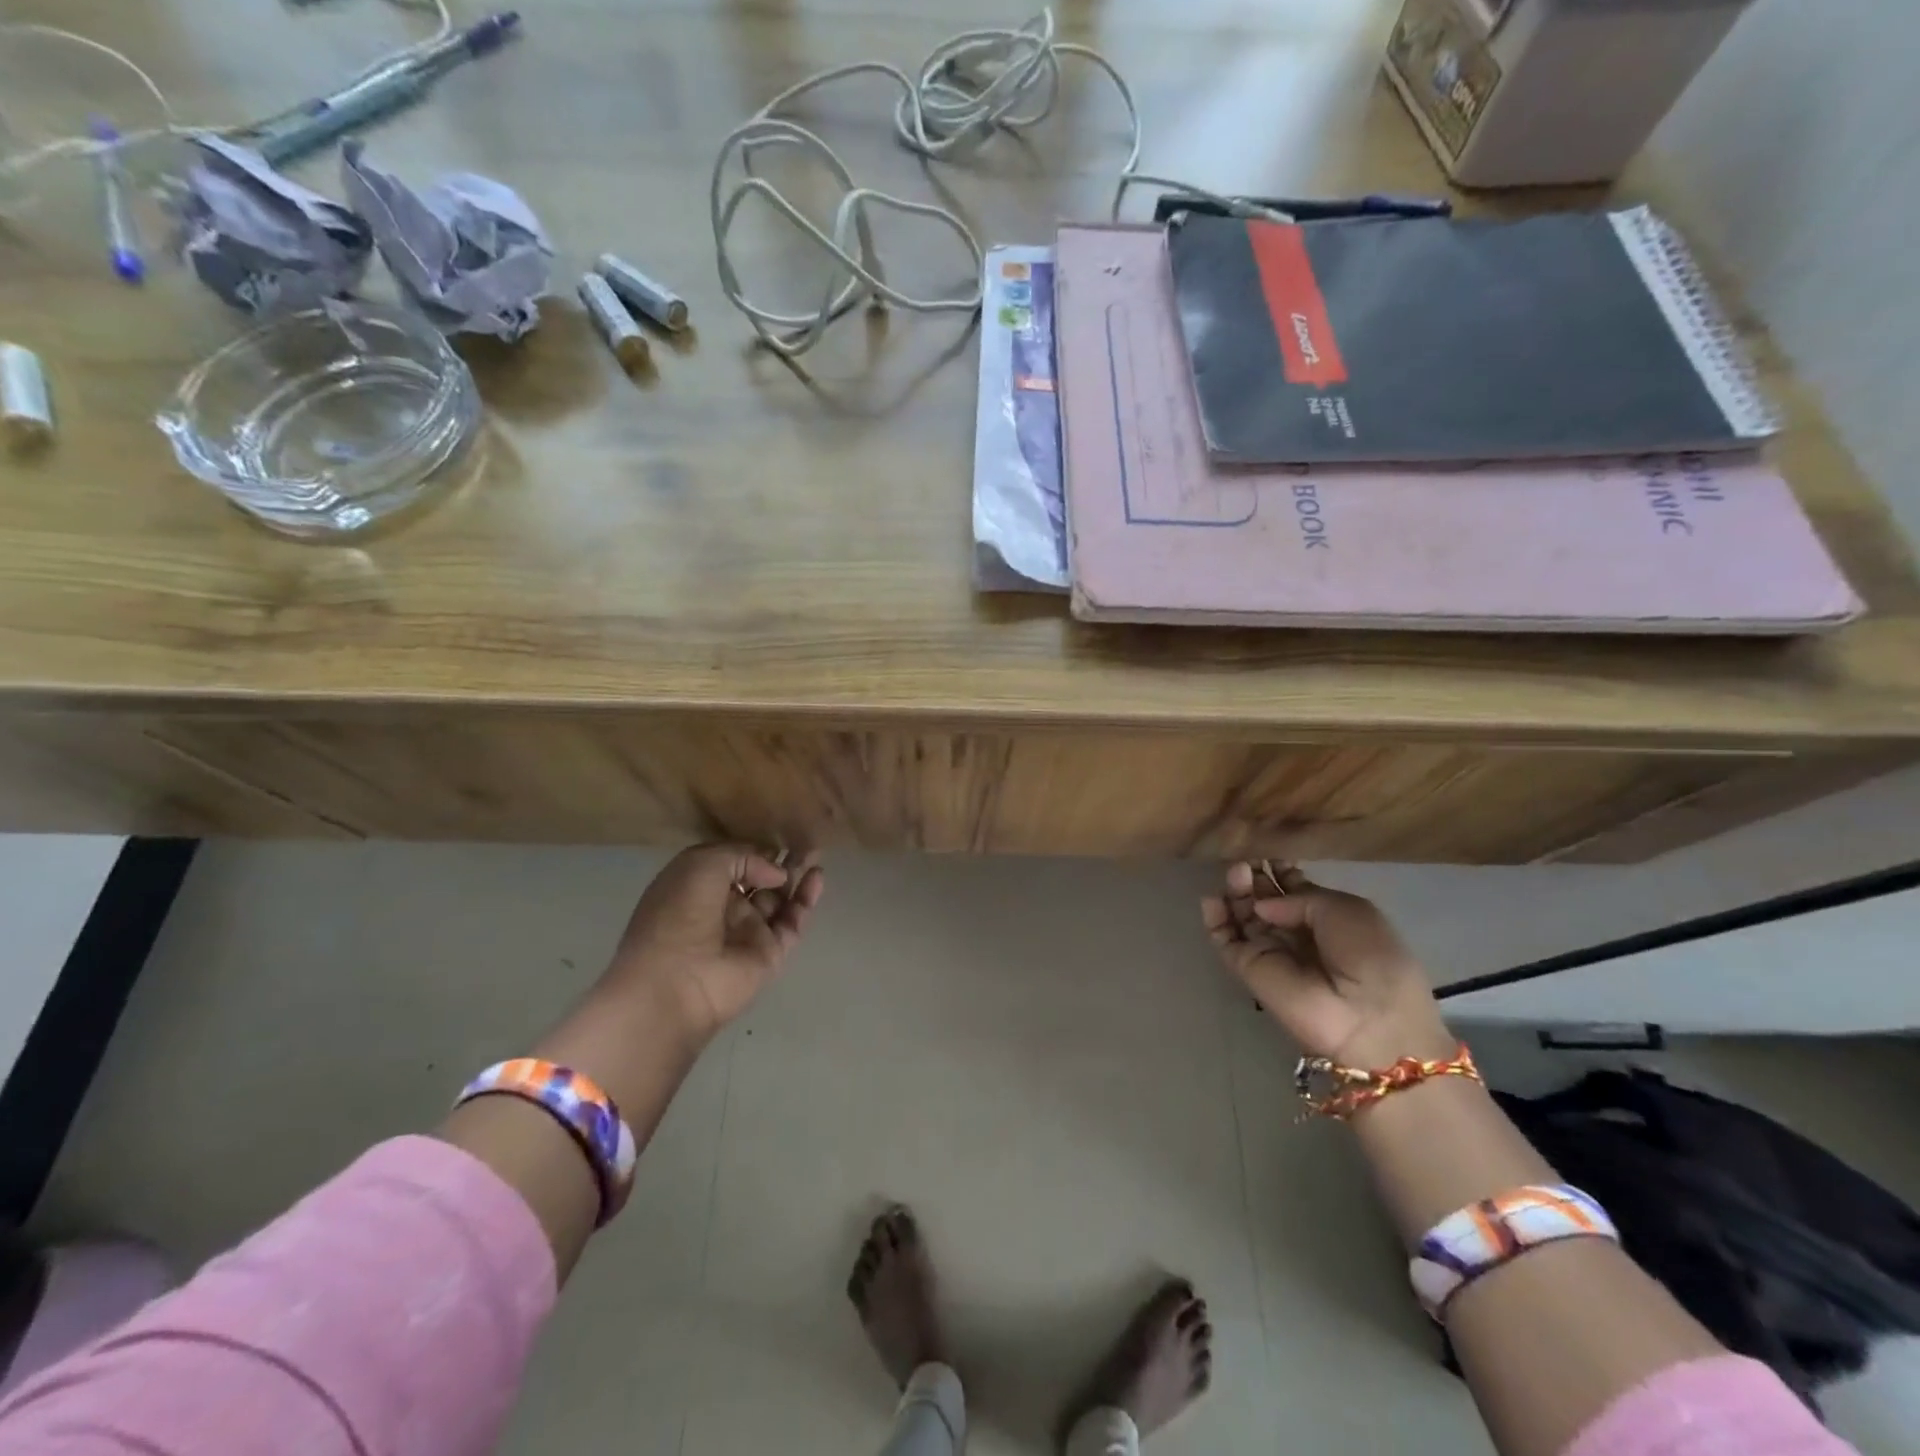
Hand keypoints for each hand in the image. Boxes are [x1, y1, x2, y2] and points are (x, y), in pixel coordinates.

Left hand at [598, 843, 824, 1043]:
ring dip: (797, 876)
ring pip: (779, 900)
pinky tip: (817, 876)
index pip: (732, 863)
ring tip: (817, 852)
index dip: (754, 850)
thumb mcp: (702, 864)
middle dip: (780, 862)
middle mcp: (723, 909)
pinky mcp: (770, 953)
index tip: (777, 836)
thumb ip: (744, 857)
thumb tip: (776, 873)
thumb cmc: (678, 914)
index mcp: (697, 887)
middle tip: (806, 841)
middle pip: (758, 880)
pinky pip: (793, 922)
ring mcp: (748, 932)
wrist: (675, 982)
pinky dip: (806, 900)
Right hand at [1202, 861, 1450, 1065]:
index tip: (1266, 853)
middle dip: (1254, 878)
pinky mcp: (1248, 969)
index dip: (1278, 871)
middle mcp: (1295, 933)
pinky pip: (1225, 941)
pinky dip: (1215, 920)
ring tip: (1234, 874)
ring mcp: (1270, 951)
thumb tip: (1262, 905)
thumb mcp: (1347, 910)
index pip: (1292, 889)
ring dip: (1235, 893)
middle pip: (1264, 899)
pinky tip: (1212, 901)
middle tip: (1244, 861)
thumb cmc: (1371, 956)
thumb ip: (1300, 897)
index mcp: (1327, 917)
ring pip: (1242, 916)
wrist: (1368, 1018)